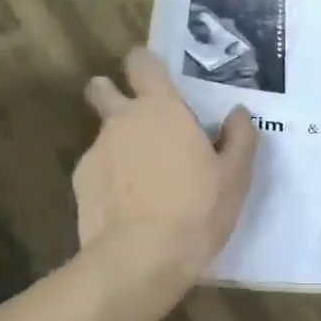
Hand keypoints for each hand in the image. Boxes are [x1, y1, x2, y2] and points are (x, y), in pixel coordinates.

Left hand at [78, 48, 257, 283]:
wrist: (141, 258)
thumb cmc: (197, 210)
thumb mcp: (235, 176)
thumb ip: (240, 138)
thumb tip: (238, 114)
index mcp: (161, 109)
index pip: (141, 62)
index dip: (146, 65)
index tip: (157, 79)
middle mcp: (122, 120)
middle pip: (102, 89)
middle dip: (111, 94)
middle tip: (139, 120)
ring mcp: (96, 151)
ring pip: (103, 135)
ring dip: (119, 146)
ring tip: (143, 181)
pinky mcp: (80, 183)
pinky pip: (97, 169)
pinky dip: (110, 179)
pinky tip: (128, 206)